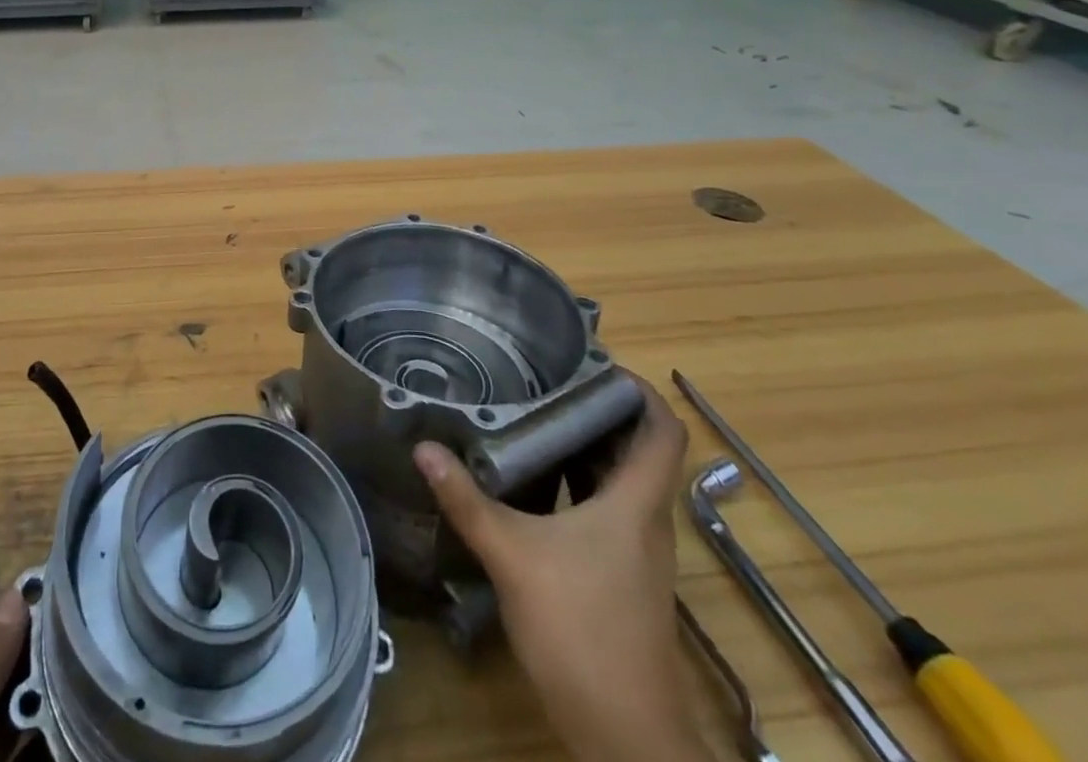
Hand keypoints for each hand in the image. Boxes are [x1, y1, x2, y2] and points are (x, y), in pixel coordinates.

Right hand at [414, 378, 713, 761]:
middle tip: (545, 380)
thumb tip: (424, 447)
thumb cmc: (581, 630)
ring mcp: (635, 553)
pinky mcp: (620, 577)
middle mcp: (645, 521)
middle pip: (636, 450)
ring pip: (619, 482)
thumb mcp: (512, 556)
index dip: (640, 391)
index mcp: (635, 504)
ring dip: (584, 449)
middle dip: (597, 411)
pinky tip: (531, 484)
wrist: (625, 737)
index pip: (663, 431)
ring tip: (532, 417)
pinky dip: (576, 486)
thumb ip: (467, 500)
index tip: (596, 363)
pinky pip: (605, 511)